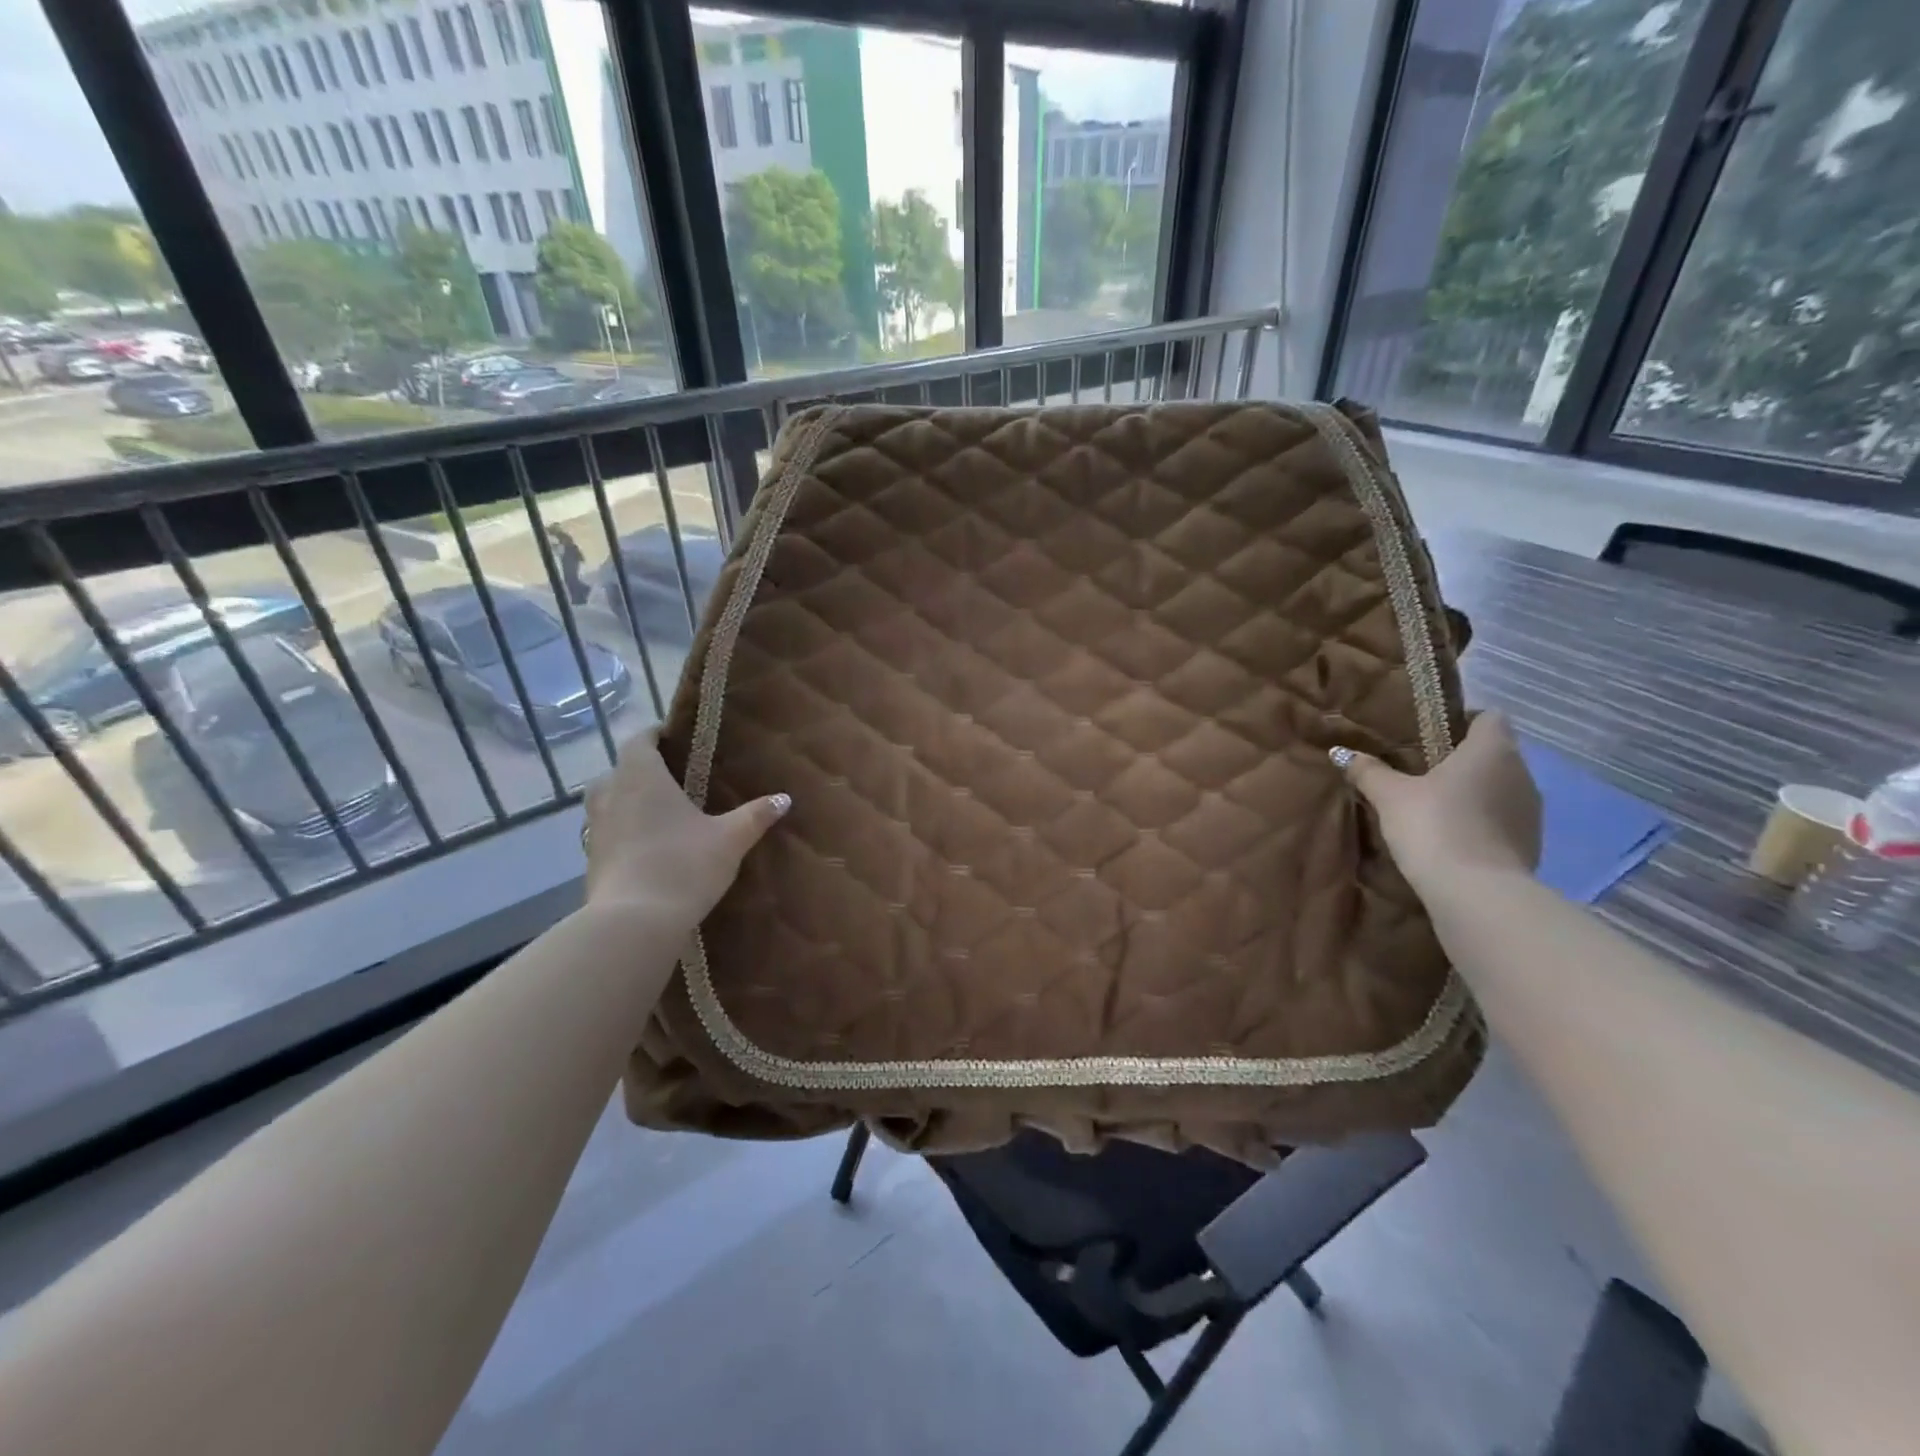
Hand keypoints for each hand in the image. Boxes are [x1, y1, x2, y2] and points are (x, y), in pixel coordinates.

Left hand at [582, 729, 789, 924]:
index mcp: (641, 777)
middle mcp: (611, 794)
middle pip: (619, 770)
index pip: (639, 740)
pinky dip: (623, 832)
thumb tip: (784, 798)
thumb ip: (755, 815)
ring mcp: (595, 829)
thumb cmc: (684, 865)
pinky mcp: (591, 860)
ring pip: (608, 801)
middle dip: (641, 770)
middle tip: (672, 780)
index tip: (673, 738)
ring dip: (628, 801)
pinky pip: (606, 832)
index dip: (654, 735)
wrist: (634, 922)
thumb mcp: (730, 840)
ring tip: (659, 813)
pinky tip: (647, 848)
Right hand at [1334, 711, 1541, 892]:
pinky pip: (1503, 818)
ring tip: (1435, 806)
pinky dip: (1482, 821)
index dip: (1463, 721)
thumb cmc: (1434, 826)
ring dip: (1474, 792)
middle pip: (1494, 752)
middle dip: (1462, 759)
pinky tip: (1453, 836)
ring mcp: (1532, 810)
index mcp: (1491, 750)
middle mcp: (1521, 772)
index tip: (1430, 736)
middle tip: (1421, 772)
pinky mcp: (1531, 842)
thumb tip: (1342, 753)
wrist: (1476, 893)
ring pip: (1501, 787)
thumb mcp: (1390, 796)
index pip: (1489, 717)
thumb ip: (1369, 771)